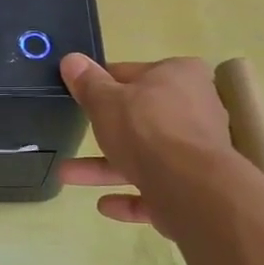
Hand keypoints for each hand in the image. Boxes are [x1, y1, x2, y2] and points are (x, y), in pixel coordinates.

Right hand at [58, 55, 235, 233]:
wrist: (190, 187)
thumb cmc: (146, 128)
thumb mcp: (105, 100)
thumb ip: (87, 83)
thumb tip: (71, 60)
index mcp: (179, 76)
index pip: (133, 74)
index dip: (104, 84)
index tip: (81, 94)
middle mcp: (195, 109)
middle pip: (140, 118)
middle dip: (104, 131)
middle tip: (75, 135)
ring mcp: (197, 151)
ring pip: (144, 157)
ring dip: (106, 168)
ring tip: (66, 176)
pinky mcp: (194, 187)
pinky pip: (156, 189)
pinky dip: (130, 196)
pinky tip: (104, 204)